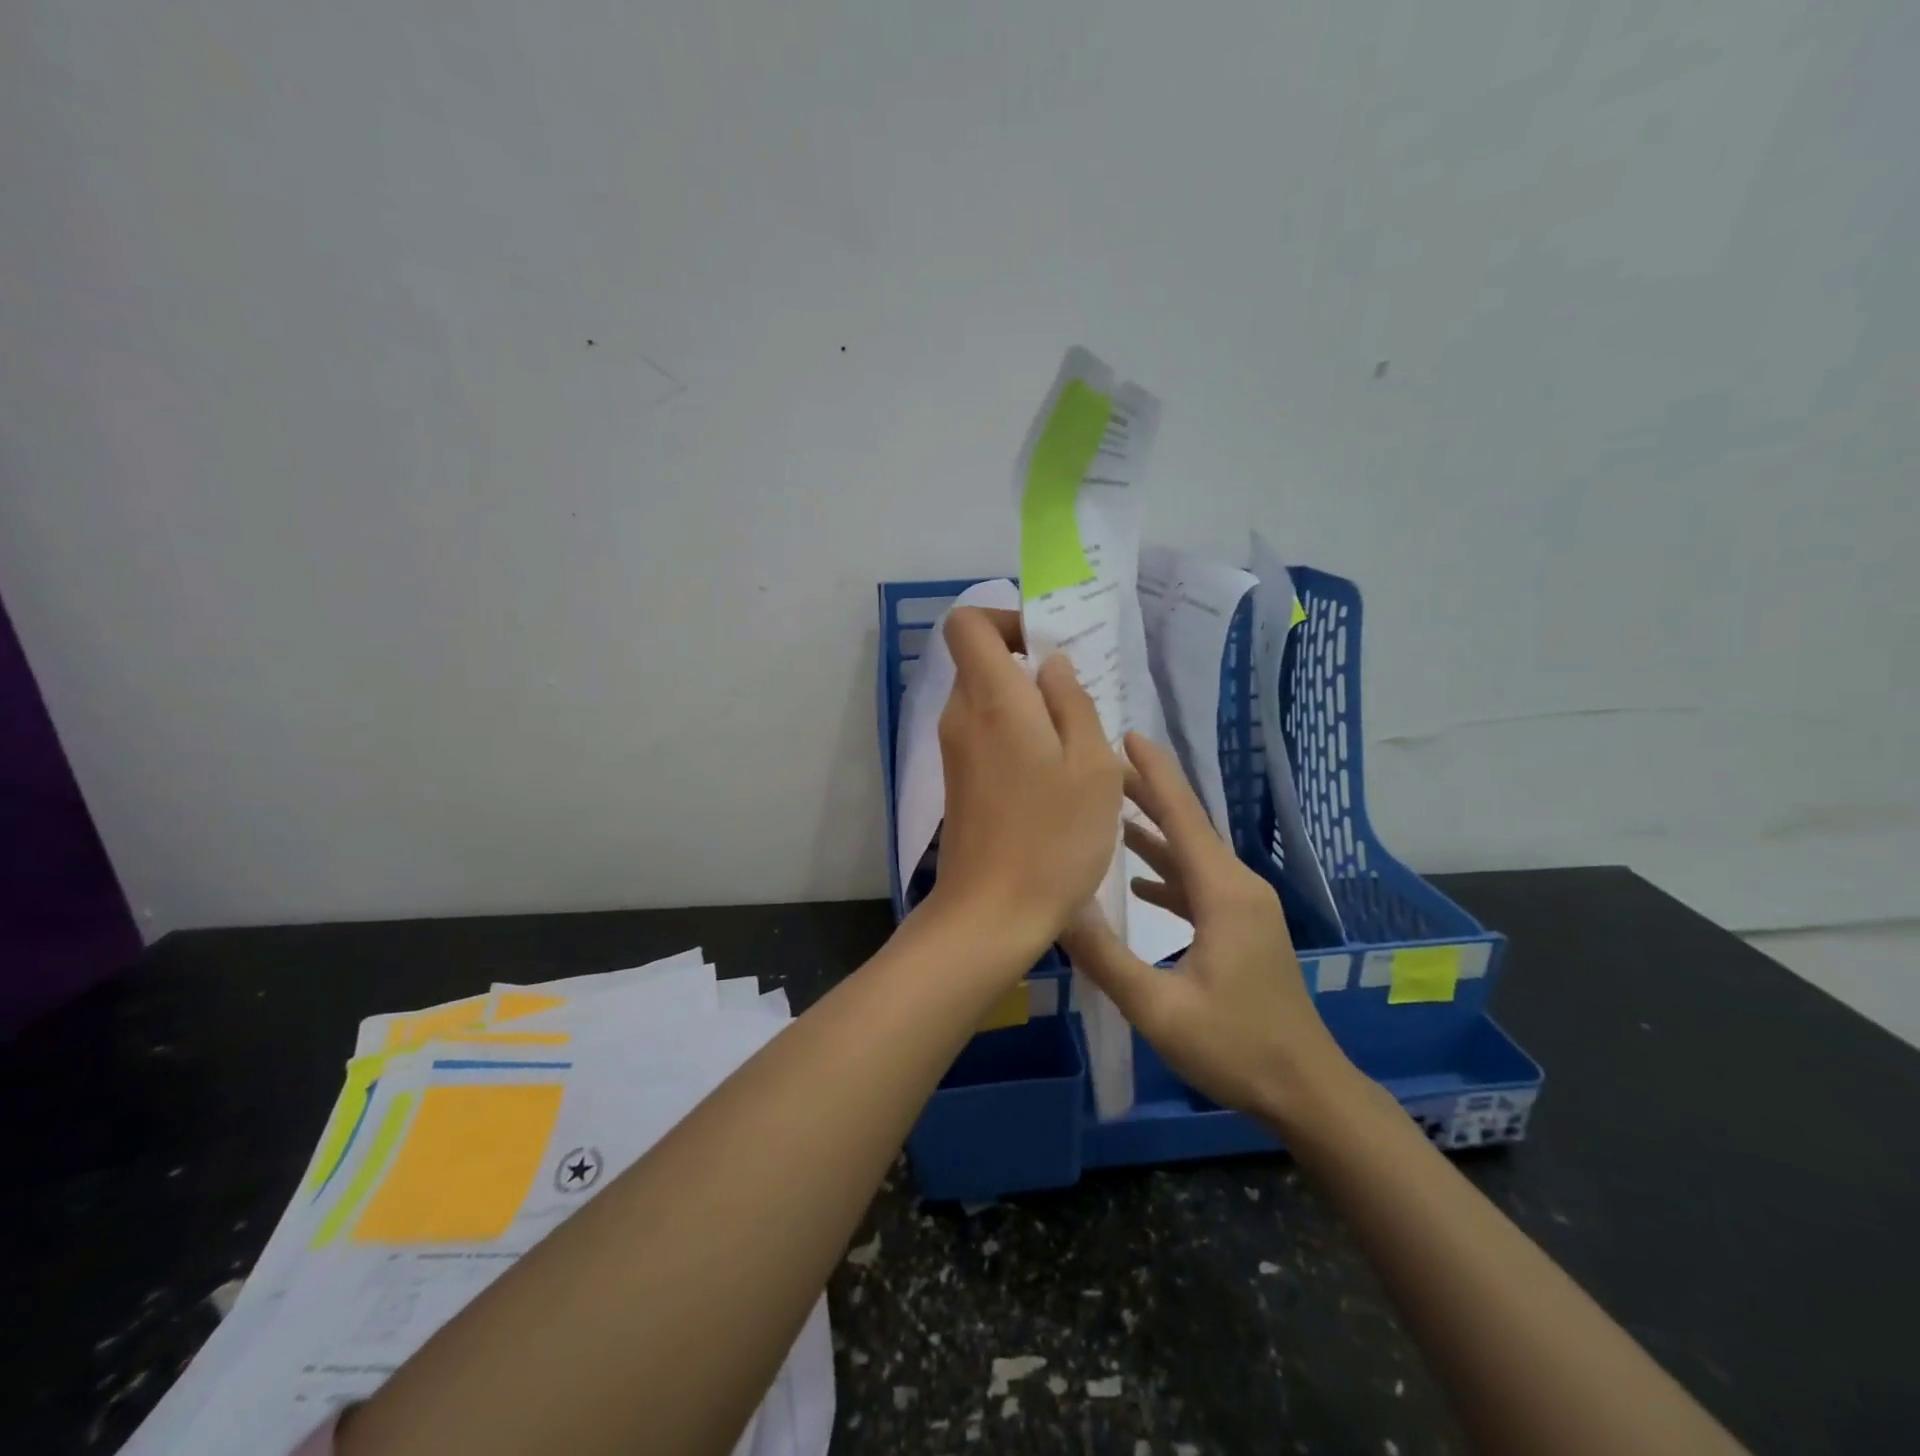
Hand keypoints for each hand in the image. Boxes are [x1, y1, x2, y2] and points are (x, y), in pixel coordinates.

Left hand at [928, 607, 1123, 957]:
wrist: (991, 914)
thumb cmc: (1053, 837)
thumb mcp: (1091, 765)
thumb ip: (1073, 702)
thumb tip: (1051, 666)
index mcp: (991, 699)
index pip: (967, 624)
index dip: (1005, 620)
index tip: (1047, 648)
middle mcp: (961, 716)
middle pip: (981, 662)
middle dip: (1029, 667)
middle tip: (1081, 702)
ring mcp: (955, 752)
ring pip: (988, 701)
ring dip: (1030, 708)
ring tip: (1078, 746)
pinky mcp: (959, 781)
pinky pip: (987, 735)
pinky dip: (1018, 737)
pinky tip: (1055, 776)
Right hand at [1060, 732, 1357, 1130]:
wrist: (1307, 1091)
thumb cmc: (1236, 1047)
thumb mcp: (1158, 1008)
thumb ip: (1105, 956)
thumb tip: (1057, 906)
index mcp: (1224, 893)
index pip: (1183, 817)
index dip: (1154, 775)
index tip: (1127, 735)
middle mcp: (1238, 887)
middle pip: (1187, 827)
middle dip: (1147, 794)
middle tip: (1103, 767)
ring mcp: (1244, 909)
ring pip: (1192, 855)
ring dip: (1154, 833)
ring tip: (1111, 812)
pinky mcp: (1242, 929)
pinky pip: (1198, 884)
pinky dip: (1167, 872)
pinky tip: (1138, 879)